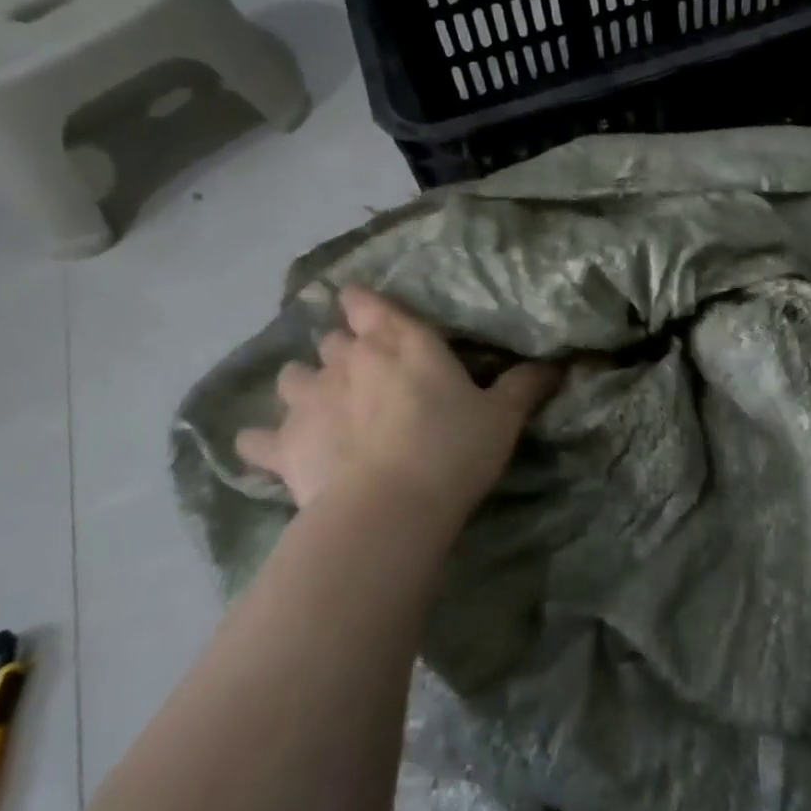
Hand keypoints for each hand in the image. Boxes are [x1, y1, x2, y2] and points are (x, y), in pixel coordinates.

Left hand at [235, 286, 558, 522]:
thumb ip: (522, 386)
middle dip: (343, 349)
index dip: (364, 303)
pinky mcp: (283, 445)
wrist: (390, 507)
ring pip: (292, 375)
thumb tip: (552, 364)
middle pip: (335, 340)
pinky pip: (257, 439)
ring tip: (316, 401)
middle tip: (360, 370)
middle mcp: (349, 361)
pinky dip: (260, 441)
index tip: (358, 302)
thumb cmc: (452, 451)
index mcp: (401, 345)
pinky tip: (263, 447)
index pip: (373, 306)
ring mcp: (309, 400)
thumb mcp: (501, 418)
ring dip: (303, 383)